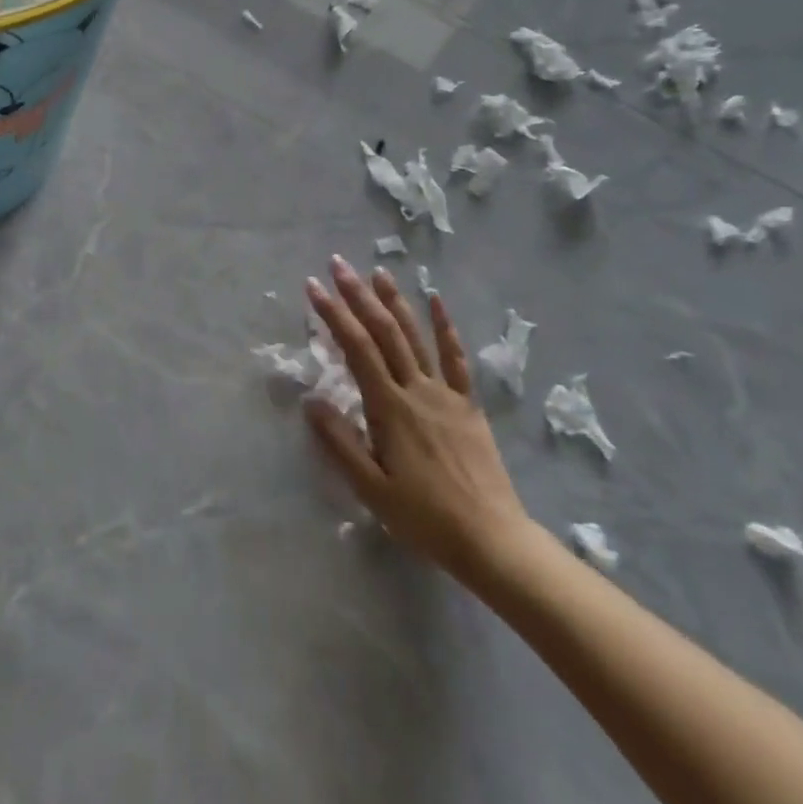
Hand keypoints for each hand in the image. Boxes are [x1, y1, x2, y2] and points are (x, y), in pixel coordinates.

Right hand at [304, 257, 538, 588]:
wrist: (491, 539)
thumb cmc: (424, 518)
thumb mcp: (372, 489)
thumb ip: (340, 442)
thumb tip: (311, 400)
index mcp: (389, 408)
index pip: (356, 349)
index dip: (333, 314)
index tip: (314, 287)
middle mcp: (416, 390)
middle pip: (383, 332)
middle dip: (358, 295)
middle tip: (338, 264)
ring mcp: (446, 394)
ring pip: (416, 337)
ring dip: (395, 301)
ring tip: (377, 272)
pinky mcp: (468, 404)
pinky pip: (456, 359)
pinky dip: (445, 328)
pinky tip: (436, 302)